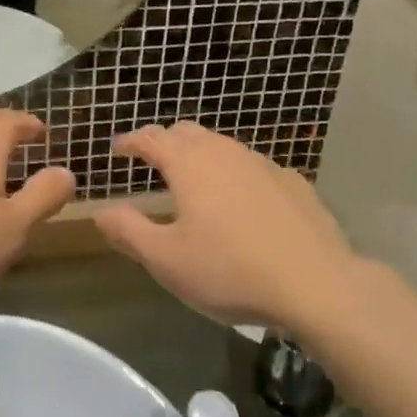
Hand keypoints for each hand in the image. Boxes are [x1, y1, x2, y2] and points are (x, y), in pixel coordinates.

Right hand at [93, 122, 352, 327]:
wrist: (316, 283)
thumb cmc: (230, 270)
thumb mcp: (167, 260)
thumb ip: (129, 232)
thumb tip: (100, 212)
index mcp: (189, 164)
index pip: (151, 137)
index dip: (130, 141)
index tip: (117, 150)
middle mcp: (224, 151)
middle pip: (187, 133)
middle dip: (165, 142)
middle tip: (152, 163)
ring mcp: (262, 163)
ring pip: (222, 147)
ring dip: (201, 156)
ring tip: (194, 184)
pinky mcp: (292, 181)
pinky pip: (252, 168)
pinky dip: (235, 175)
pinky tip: (242, 204)